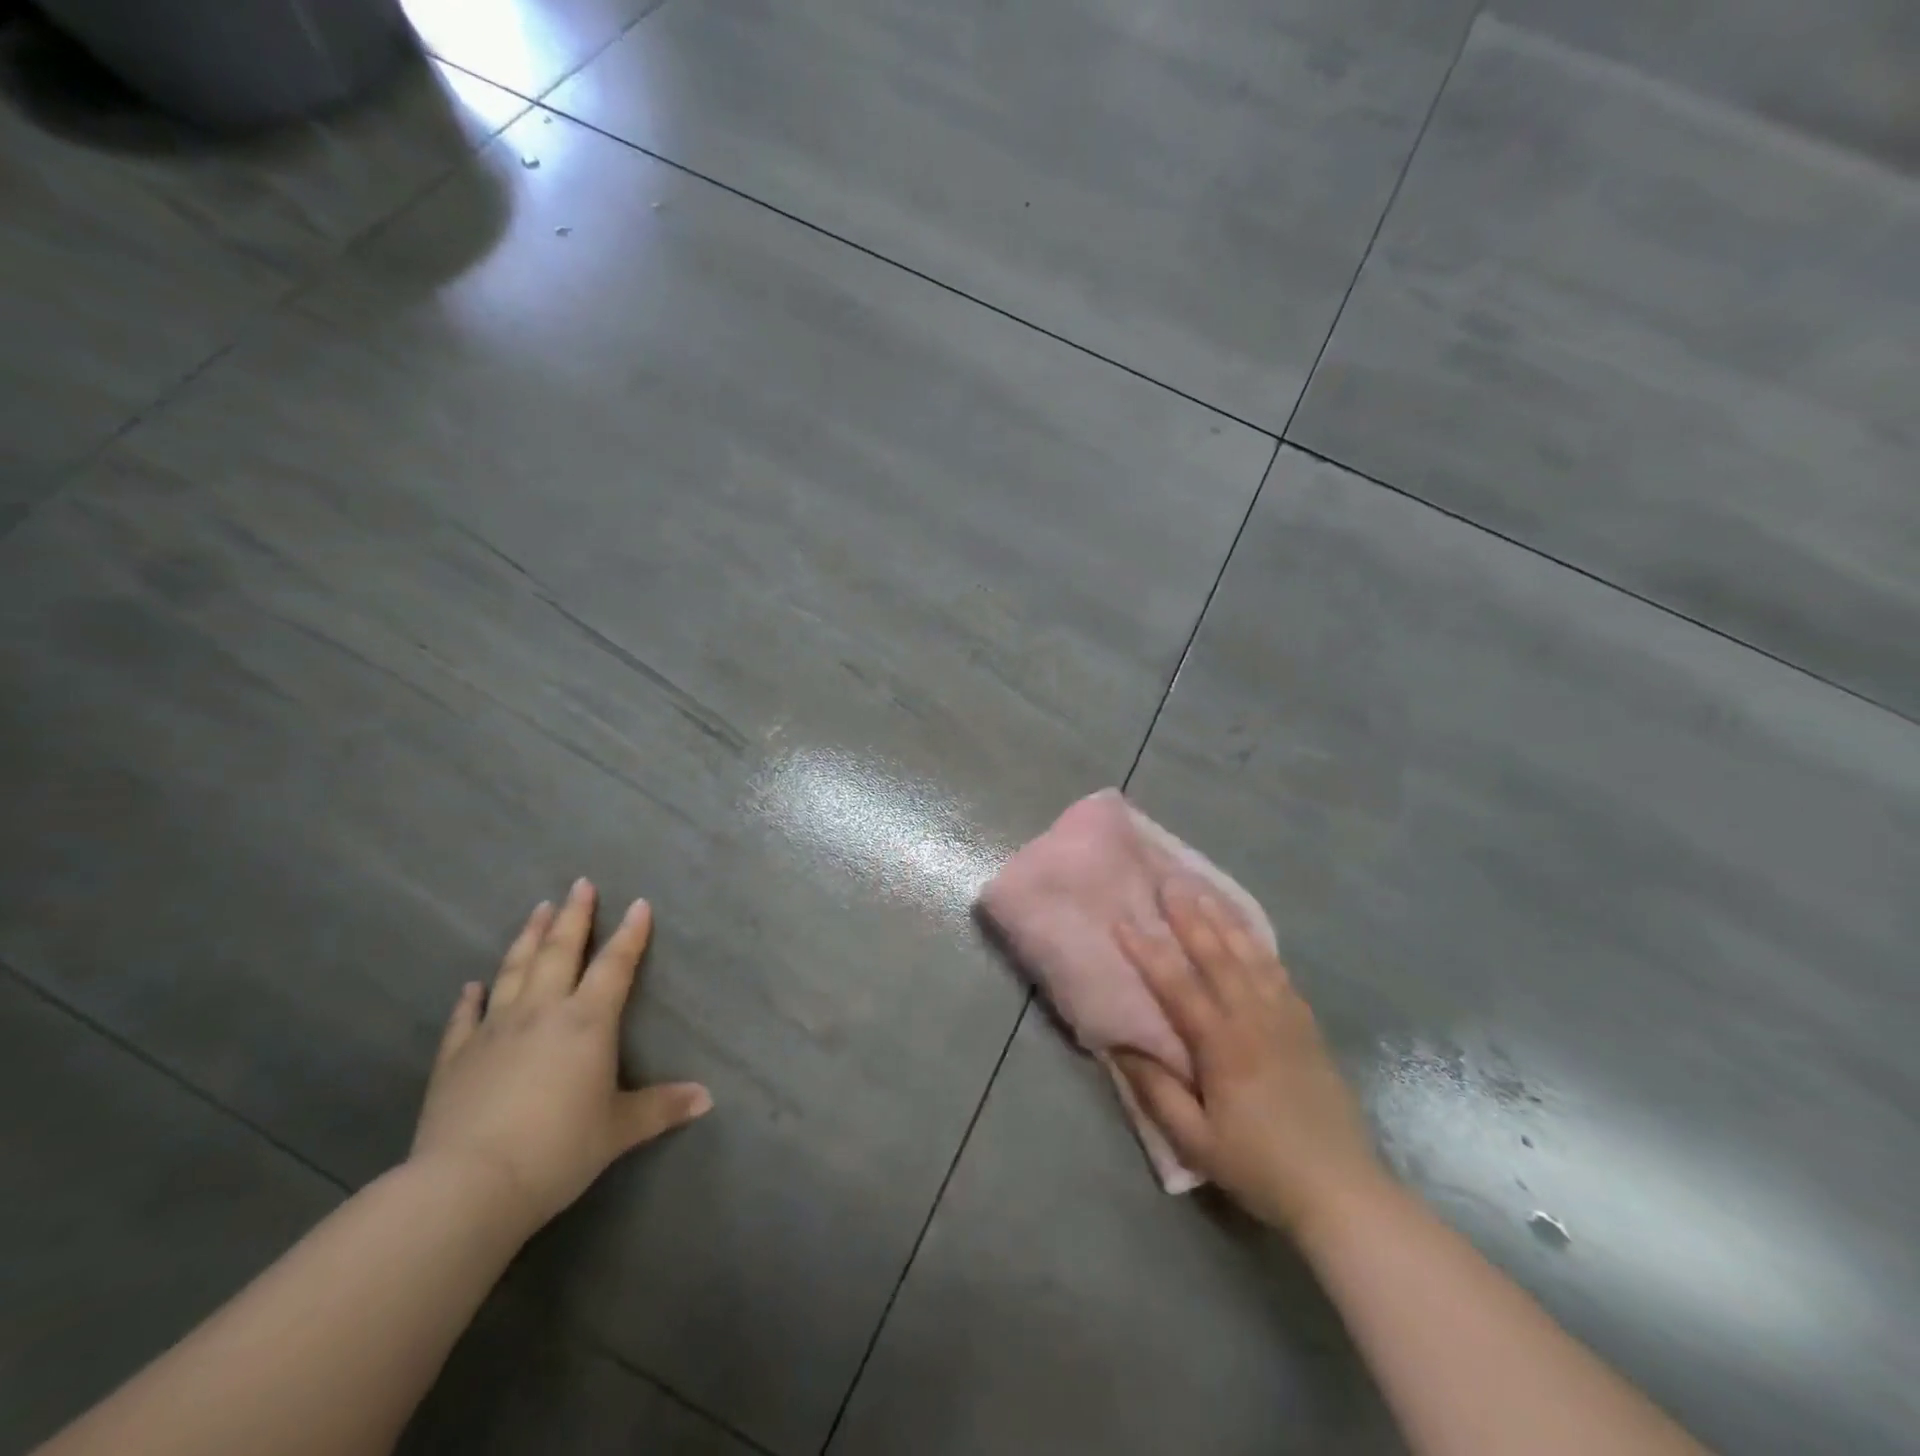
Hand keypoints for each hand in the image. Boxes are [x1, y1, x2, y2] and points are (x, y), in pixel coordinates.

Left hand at [410, 879, 711, 1236]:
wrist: (468, 1185)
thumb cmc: (558, 1149)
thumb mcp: (620, 1129)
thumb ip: (662, 1107)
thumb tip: (708, 1098)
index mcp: (587, 1022)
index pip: (615, 966)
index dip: (630, 934)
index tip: (639, 903)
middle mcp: (541, 1012)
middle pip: (559, 952)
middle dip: (574, 917)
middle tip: (580, 884)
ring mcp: (494, 1031)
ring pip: (514, 971)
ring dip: (528, 938)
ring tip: (538, 910)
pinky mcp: (455, 1058)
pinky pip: (465, 1018)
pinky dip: (470, 999)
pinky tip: (473, 984)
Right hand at [1113, 881, 1386, 1237]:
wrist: (1342, 1191)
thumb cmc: (1260, 1167)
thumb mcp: (1196, 1142)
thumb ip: (1157, 1091)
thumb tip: (1121, 1045)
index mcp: (1224, 1047)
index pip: (1177, 987)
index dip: (1148, 953)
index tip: (1122, 922)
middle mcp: (1255, 1020)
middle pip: (1217, 957)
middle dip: (1189, 917)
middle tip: (1168, 882)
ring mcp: (1286, 1019)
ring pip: (1251, 956)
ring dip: (1224, 920)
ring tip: (1203, 891)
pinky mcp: (1307, 1027)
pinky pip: (1279, 973)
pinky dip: (1259, 945)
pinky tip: (1247, 932)